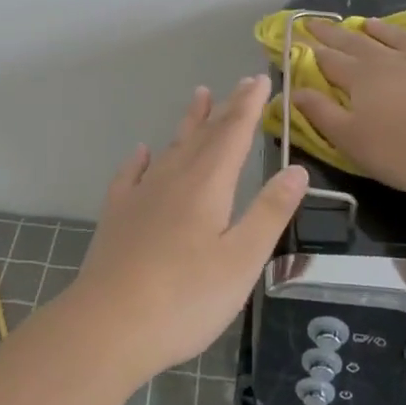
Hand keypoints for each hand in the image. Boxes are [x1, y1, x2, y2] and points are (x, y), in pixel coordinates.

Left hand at [66, 76, 308, 380]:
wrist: (108, 325)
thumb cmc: (186, 298)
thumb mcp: (242, 260)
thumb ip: (270, 212)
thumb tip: (297, 168)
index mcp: (207, 185)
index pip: (233, 133)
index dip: (249, 105)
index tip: (260, 79)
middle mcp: (173, 178)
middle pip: (204, 134)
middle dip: (226, 108)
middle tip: (241, 83)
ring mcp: (141, 196)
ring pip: (170, 148)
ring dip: (188, 122)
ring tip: (198, 96)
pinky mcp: (117, 216)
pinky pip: (130, 175)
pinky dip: (140, 159)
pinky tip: (141, 152)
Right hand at [293, 19, 405, 193]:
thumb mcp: (352, 141)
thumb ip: (322, 115)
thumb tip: (293, 91)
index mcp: (362, 79)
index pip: (330, 60)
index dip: (311, 50)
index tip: (298, 36)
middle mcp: (393, 62)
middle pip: (358, 43)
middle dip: (335, 33)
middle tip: (317, 21)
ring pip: (402, 39)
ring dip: (384, 30)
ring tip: (370, 21)